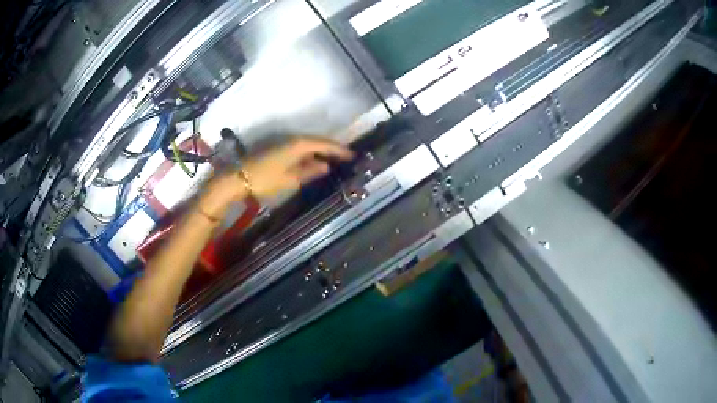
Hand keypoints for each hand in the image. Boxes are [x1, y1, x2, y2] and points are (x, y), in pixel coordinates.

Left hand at [243, 137, 353, 199]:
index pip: (324, 144)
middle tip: (345, 157)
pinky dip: (309, 154)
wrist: (238, 178)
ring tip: (333, 160)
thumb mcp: (290, 179)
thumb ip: (309, 171)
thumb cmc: (265, 180)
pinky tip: (312, 162)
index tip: (352, 155)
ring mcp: (283, 142)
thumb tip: (325, 166)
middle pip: (317, 142)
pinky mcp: (277, 147)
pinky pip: (299, 148)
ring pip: (307, 145)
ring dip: (320, 151)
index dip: (339, 150)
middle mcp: (292, 139)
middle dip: (331, 149)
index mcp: (298, 145)